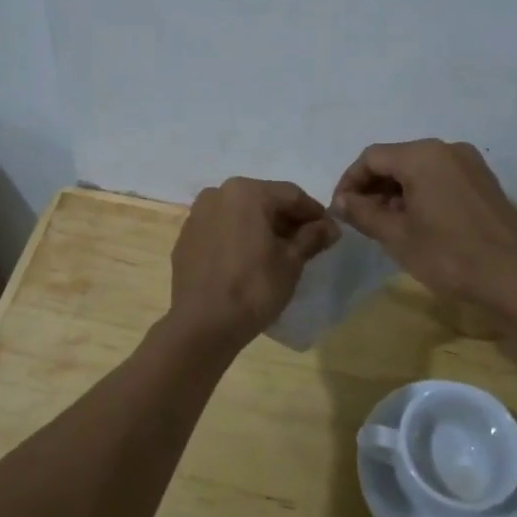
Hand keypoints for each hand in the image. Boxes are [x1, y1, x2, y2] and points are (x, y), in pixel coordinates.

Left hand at [167, 178, 337, 346]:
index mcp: (246, 192)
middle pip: (264, 200)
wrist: (202, 324)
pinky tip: (250, 260)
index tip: (330, 231)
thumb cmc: (253, 288)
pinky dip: (239, 237)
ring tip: (280, 252)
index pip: (291, 195)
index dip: (314, 213)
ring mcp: (197, 215)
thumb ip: (312, 237)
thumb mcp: (291, 262)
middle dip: (287, 219)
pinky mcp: (186, 238)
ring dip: (262, 227)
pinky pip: (221, 229)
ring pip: (240, 214)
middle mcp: (218, 194)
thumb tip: (330, 227)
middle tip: (307, 242)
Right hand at [332, 140, 516, 311]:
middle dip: (373, 187)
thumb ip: (363, 212)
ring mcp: (470, 164)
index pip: (371, 157)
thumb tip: (340, 200)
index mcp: (422, 155)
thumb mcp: (396, 236)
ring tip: (386, 225)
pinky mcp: (484, 182)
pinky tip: (417, 223)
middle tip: (360, 220)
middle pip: (396, 159)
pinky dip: (422, 193)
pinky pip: (441, 178)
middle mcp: (447, 149)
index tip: (340, 210)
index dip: (350, 181)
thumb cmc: (448, 255)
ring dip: (397, 192)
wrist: (515, 278)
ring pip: (419, 169)